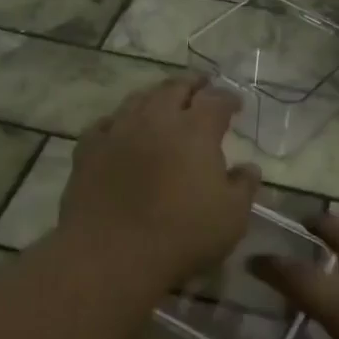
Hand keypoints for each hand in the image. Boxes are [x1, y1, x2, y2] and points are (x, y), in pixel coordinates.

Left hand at [55, 75, 262, 288]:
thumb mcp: (231, 217)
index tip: (236, 104)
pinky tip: (120, 129)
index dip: (229, 99)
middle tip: (202, 86)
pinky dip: (118, 121)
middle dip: (192, 84)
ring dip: (156, 96)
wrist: (111, 254)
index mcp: (195, 129)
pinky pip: (105, 124)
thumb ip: (243, 186)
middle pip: (175, 87)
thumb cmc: (181, 235)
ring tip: (163, 101)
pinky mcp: (89, 149)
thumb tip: (249, 167)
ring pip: (138, 99)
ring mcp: (119, 130)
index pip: (216, 100)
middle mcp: (157, 118)